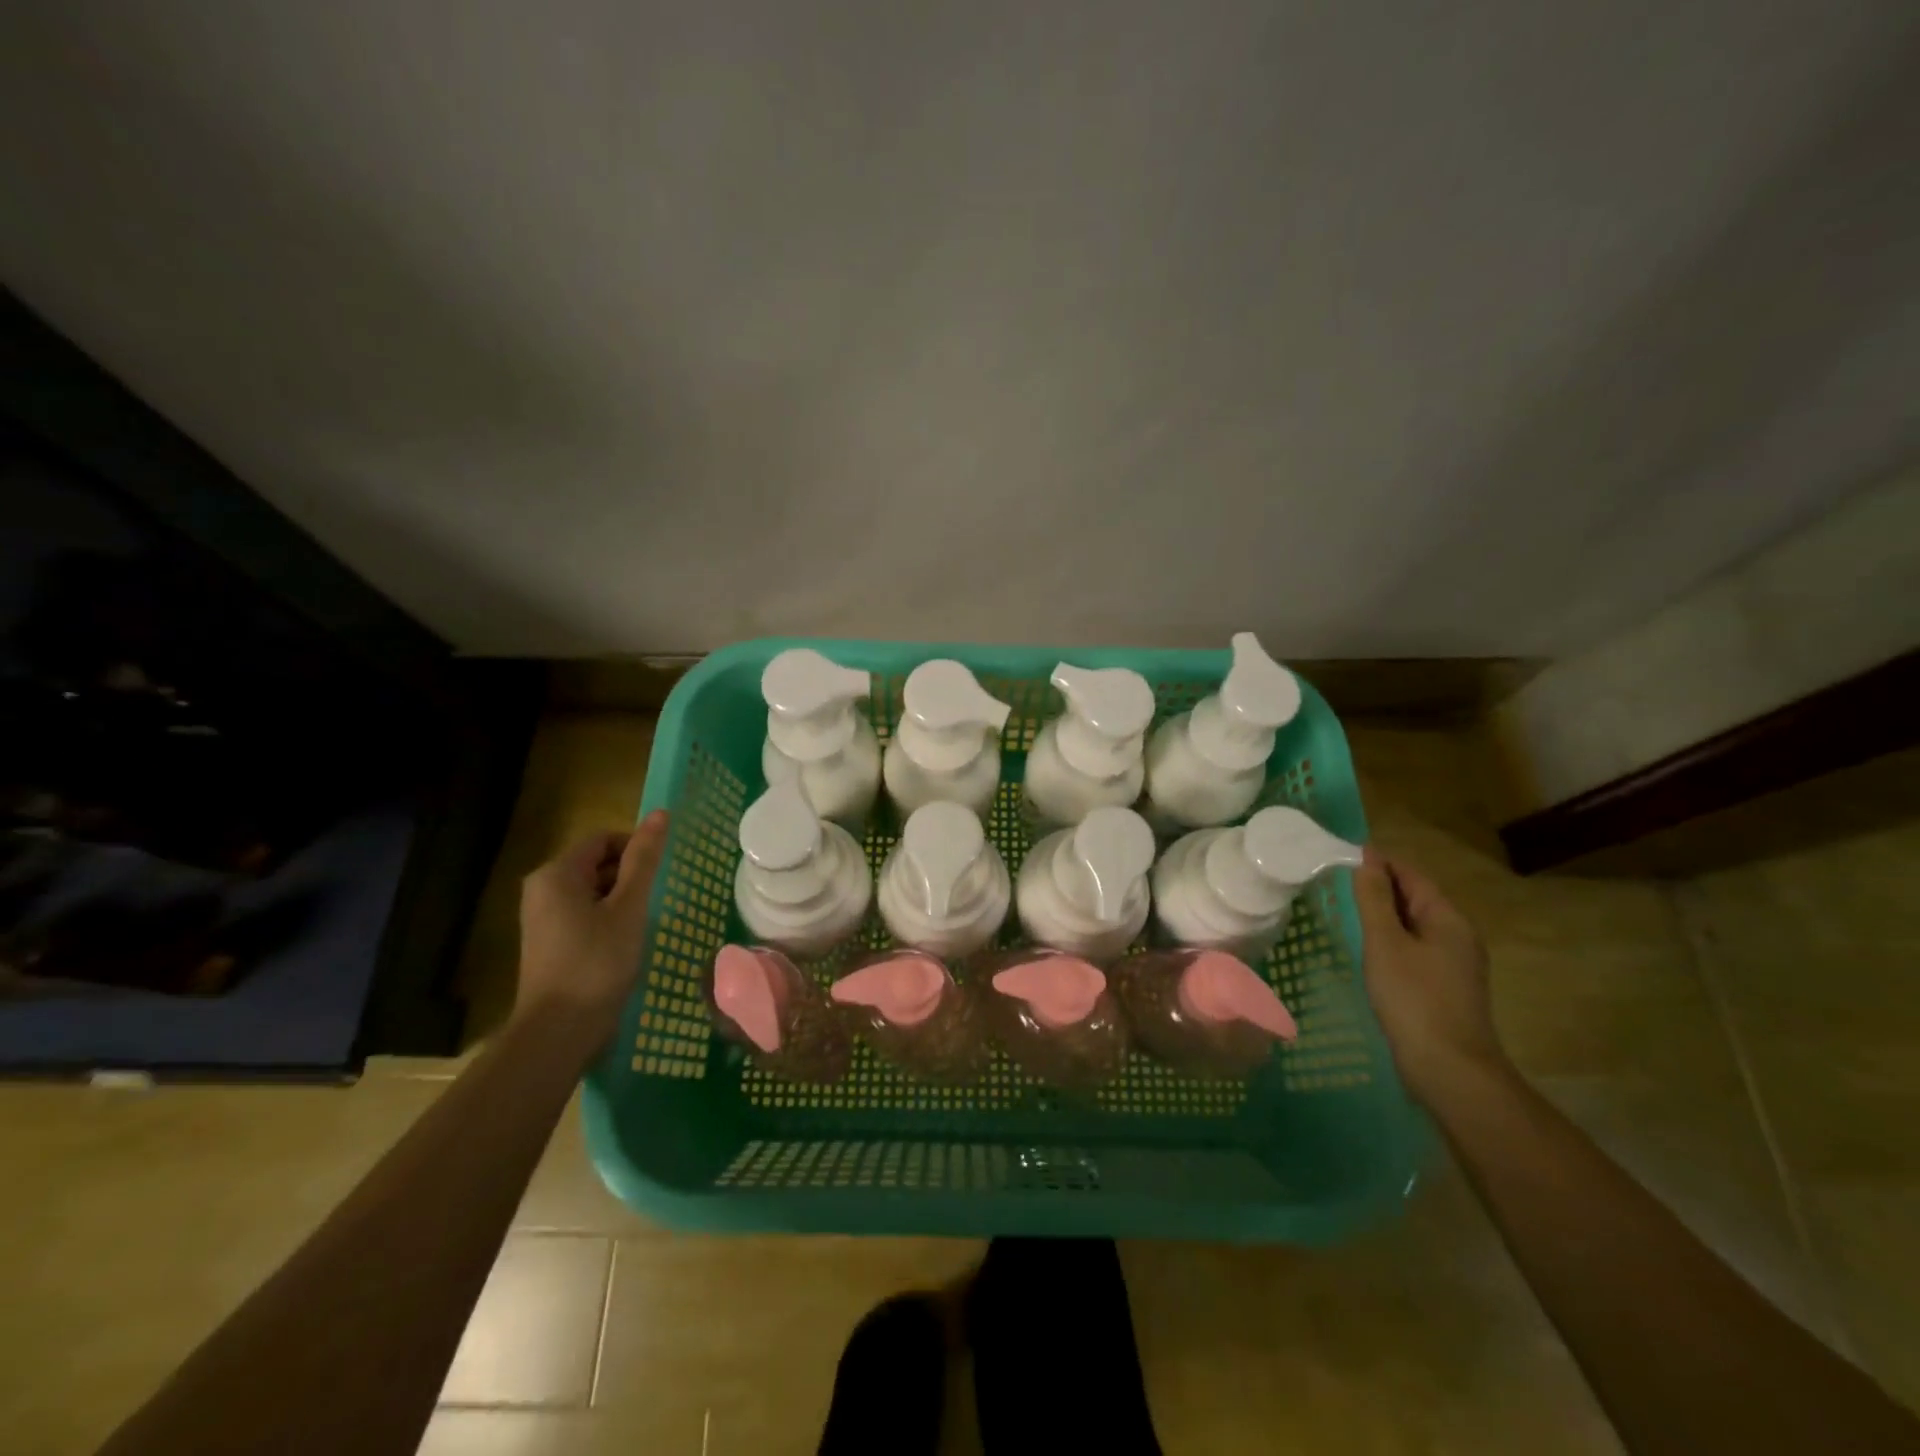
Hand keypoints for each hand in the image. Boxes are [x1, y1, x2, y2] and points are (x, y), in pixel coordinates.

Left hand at [516, 811, 668, 1034]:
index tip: (661, 875)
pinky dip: (608, 919)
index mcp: (556, 873)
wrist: (558, 1031)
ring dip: (622, 900)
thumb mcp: (629, 907)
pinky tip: (626, 942)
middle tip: (657, 900)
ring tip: (645, 923)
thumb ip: (644, 859)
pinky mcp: (548, 942)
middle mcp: (542, 889)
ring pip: (592, 890)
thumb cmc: (597, 962)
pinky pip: (584, 914)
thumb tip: (660, 814)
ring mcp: (542, 917)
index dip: (636, 848)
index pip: (604, 839)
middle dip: (630, 875)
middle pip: (596, 863)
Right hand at [1353, 847, 1503, 1103]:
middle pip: (1415, 898)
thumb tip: (1366, 860)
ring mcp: (1454, 965)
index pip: (1411, 875)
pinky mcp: (1444, 988)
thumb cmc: (1414, 999)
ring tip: (1343, 910)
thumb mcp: (1385, 943)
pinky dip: (1389, 940)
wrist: (1450, 1070)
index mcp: (1448, 919)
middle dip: (1378, 887)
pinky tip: (1365, 950)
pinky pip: (1413, 949)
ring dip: (1382, 915)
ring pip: (1413, 926)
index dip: (1379, 861)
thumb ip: (1373, 899)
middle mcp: (1458, 936)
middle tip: (1334, 881)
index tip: (1340, 855)